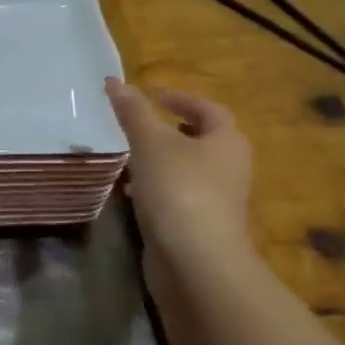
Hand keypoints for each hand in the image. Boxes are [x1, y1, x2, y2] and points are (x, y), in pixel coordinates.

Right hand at [105, 79, 253, 257]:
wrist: (195, 262)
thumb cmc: (179, 190)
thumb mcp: (151, 143)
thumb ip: (133, 112)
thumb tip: (115, 82)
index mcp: (227, 141)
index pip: (209, 109)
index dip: (182, 98)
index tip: (155, 95)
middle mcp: (229, 168)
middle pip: (202, 139)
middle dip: (173, 129)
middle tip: (143, 123)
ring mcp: (217, 200)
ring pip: (188, 169)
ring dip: (162, 160)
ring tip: (130, 155)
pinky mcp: (201, 226)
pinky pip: (179, 196)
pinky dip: (157, 188)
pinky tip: (132, 193)